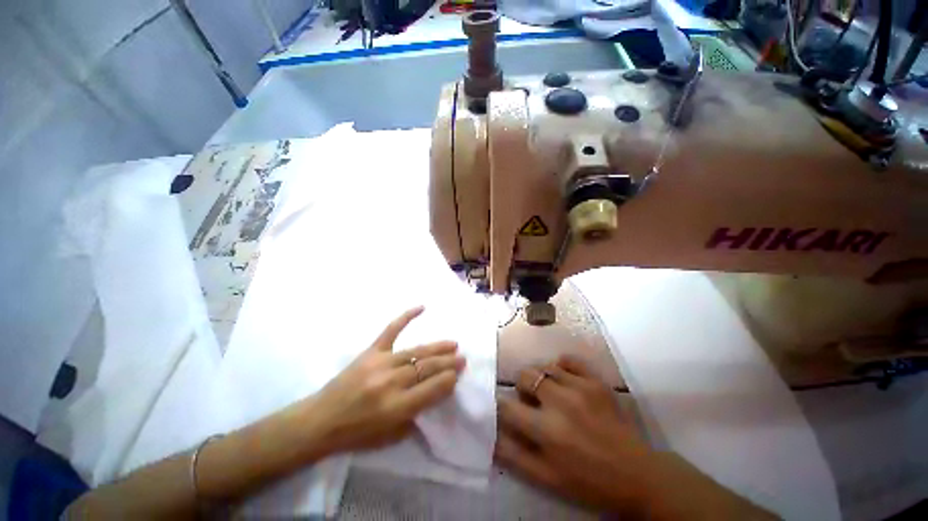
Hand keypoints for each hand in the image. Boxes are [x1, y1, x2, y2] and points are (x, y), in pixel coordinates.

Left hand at [307, 306, 465, 453]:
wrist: (320, 420)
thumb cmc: (356, 434)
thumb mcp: (390, 437)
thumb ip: (415, 416)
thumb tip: (436, 393)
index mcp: (396, 407)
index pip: (432, 389)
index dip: (448, 380)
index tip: (457, 375)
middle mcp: (391, 382)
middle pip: (427, 368)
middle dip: (448, 363)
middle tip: (462, 358)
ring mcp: (381, 363)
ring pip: (416, 351)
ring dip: (437, 347)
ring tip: (453, 344)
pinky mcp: (371, 351)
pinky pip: (391, 330)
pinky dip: (406, 316)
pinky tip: (421, 307)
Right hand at [495, 356, 650, 511]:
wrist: (637, 475)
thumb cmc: (589, 481)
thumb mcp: (547, 479)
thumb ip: (514, 456)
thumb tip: (491, 435)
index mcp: (546, 430)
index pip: (507, 406)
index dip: (501, 405)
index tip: (506, 409)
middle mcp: (560, 402)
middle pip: (524, 375)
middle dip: (522, 387)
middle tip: (532, 402)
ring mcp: (580, 387)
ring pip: (545, 366)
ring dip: (542, 379)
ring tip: (551, 393)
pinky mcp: (596, 381)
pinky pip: (568, 360)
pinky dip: (562, 366)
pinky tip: (565, 380)